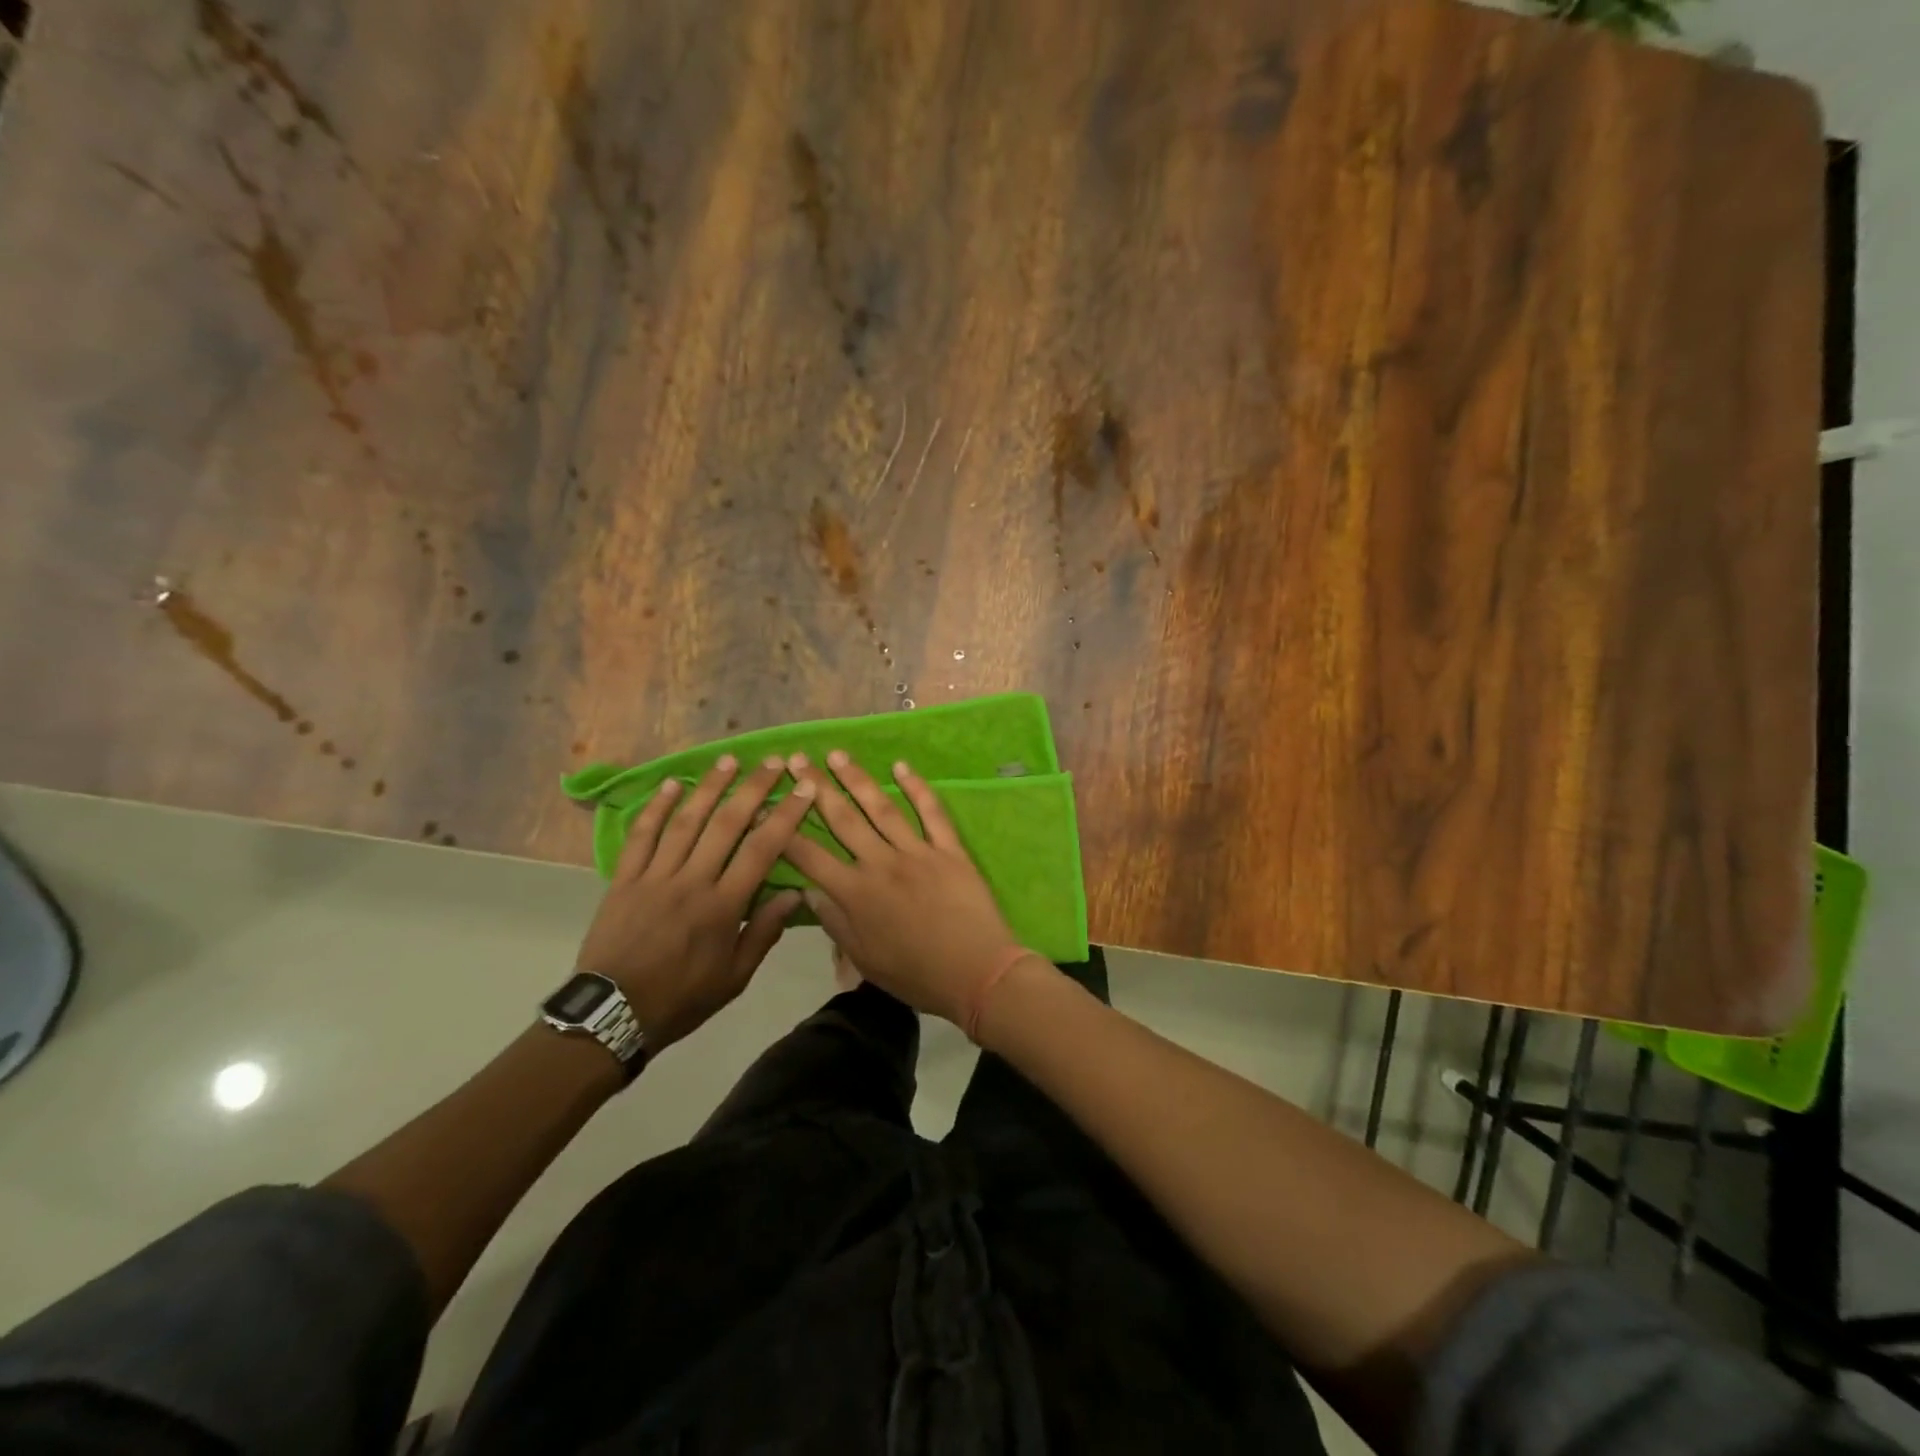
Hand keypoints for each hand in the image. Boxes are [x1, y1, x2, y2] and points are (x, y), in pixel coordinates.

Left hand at [575, 755, 815, 1048]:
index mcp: (722, 907)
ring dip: (709, 788)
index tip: (803, 789)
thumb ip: (764, 932)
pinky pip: (642, 836)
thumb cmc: (682, 997)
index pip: (761, 850)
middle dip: (752, 789)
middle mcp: (691, 882)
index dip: (785, 815)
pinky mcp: (624, 879)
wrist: (613, 1014)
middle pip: (726, 824)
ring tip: (728, 760)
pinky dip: (656, 808)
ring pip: (685, 822)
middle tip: (771, 762)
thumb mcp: (735, 977)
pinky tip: (672, 785)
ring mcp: (654, 877)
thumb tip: (795, 894)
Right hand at [781, 750, 1043, 1032]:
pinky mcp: (949, 849)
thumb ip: (835, 923)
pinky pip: (932, 813)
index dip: (784, 830)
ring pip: (881, 808)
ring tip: (837, 755)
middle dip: (815, 788)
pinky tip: (901, 767)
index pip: (809, 855)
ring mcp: (917, 852)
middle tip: (797, 760)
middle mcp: (881, 864)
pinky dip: (917, 788)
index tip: (767, 804)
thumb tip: (808, 891)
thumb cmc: (917, 975)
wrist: (977, 973)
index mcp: (856, 894)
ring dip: (857, 779)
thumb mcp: (865, 960)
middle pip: (843, 819)